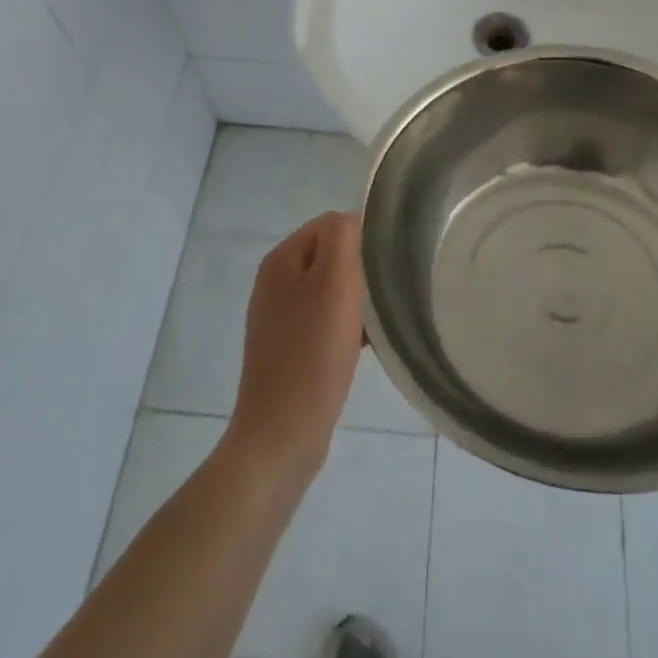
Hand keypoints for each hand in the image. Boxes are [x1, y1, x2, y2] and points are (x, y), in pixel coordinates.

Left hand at [223, 211, 365, 490]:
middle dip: (359, 271)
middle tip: (382, 296)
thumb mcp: (334, 283)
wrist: (282, 436)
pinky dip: (346, 327)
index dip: (361, 240)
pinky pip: (325, 321)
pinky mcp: (288, 349)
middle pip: (331, 256)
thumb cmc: (312, 355)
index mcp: (280, 259)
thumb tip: (352, 220)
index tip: (383, 269)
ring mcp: (278, 318)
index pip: (331, 224)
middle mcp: (274, 282)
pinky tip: (364, 347)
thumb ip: (343, 237)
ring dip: (356, 301)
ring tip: (376, 323)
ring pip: (331, 290)